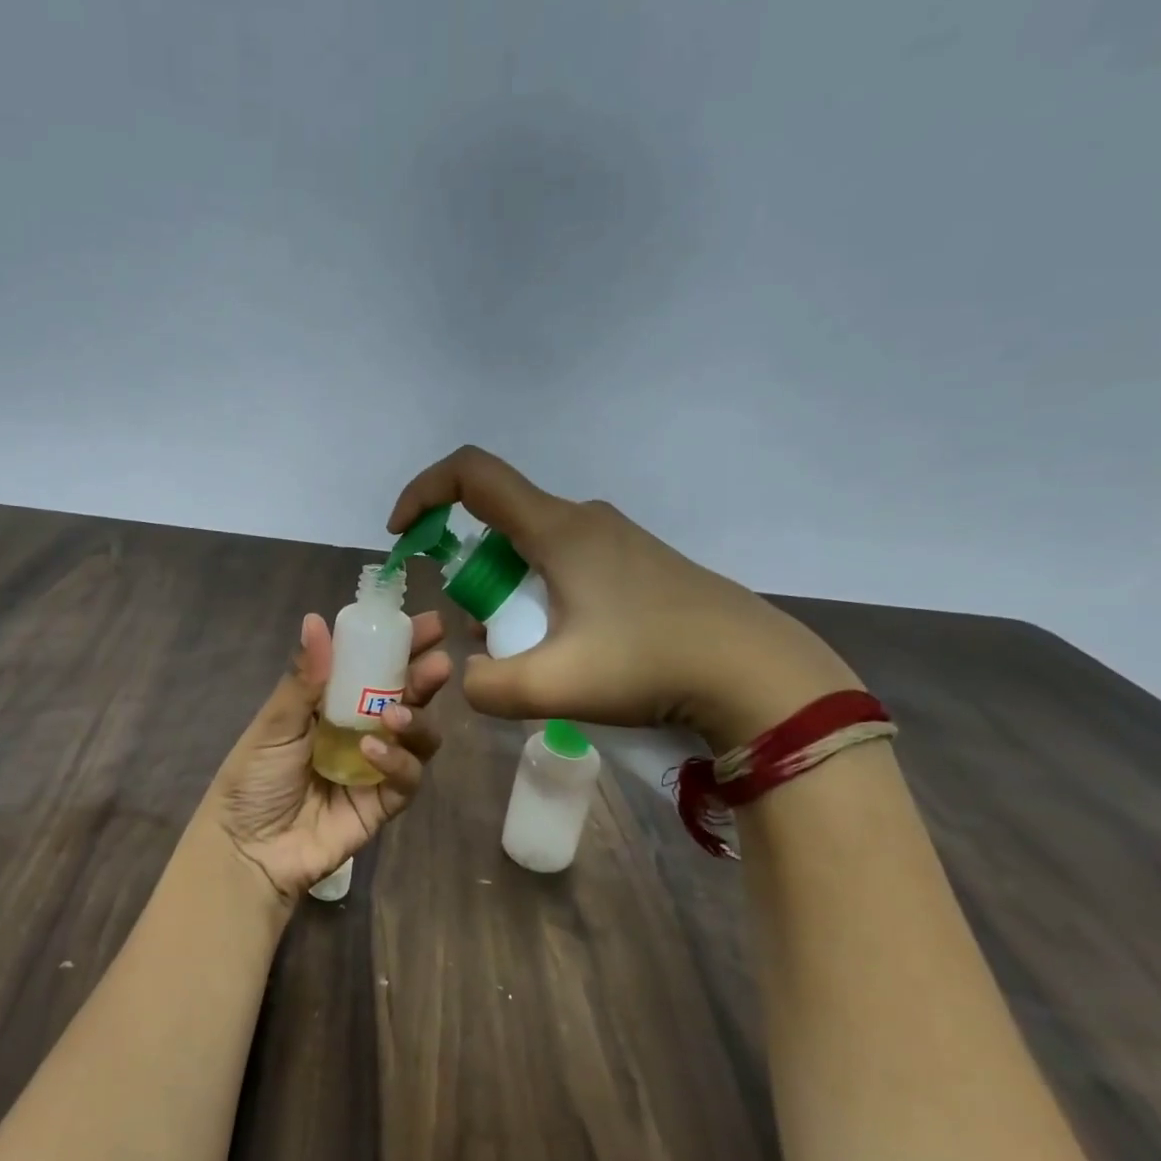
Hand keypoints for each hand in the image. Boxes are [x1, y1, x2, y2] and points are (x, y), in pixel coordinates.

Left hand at [202, 610, 450, 906]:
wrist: (247, 850)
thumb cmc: (253, 780)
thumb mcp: (274, 724)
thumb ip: (303, 678)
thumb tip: (316, 619)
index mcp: (333, 705)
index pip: (374, 667)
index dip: (401, 645)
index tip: (428, 625)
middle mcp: (361, 730)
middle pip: (406, 698)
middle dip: (424, 678)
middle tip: (436, 664)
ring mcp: (376, 768)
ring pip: (418, 737)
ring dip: (414, 720)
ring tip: (395, 715)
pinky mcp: (383, 803)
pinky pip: (407, 779)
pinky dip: (398, 762)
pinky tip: (373, 752)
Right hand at [387, 446, 860, 750]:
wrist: (758, 673)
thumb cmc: (651, 664)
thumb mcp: (553, 686)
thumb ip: (487, 685)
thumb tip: (470, 677)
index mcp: (557, 529)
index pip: (471, 475)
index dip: (423, 492)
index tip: (403, 535)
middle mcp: (584, 520)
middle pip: (500, 524)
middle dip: (473, 577)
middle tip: (488, 636)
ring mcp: (616, 540)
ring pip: (534, 552)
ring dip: (511, 595)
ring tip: (536, 656)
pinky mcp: (637, 565)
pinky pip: (567, 567)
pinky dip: (545, 599)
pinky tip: (575, 651)